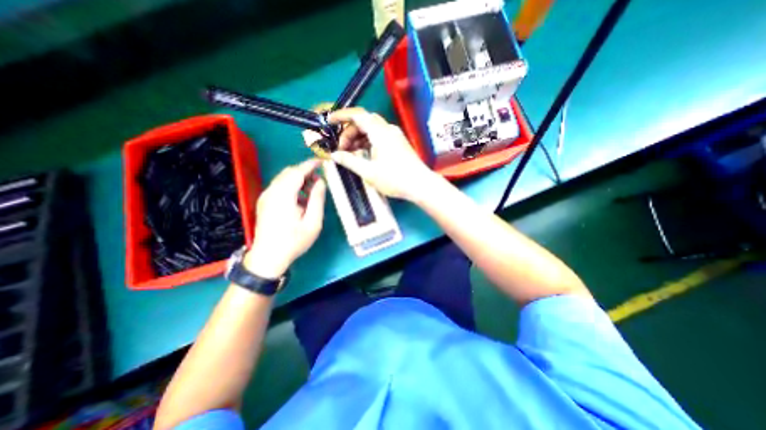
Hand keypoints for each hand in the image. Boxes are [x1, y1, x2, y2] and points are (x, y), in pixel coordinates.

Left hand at [245, 158, 324, 277]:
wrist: (268, 258)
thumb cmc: (293, 241)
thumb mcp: (313, 223)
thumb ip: (317, 199)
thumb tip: (321, 182)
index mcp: (283, 196)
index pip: (297, 172)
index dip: (310, 165)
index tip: (322, 161)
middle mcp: (271, 192)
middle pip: (288, 173)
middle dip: (305, 171)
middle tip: (320, 179)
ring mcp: (266, 197)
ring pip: (283, 179)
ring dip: (298, 179)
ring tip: (312, 190)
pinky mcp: (264, 202)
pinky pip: (279, 187)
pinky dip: (292, 186)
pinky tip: (300, 198)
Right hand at [327, 107, 435, 200]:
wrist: (420, 185)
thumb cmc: (395, 179)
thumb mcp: (369, 172)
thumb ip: (350, 161)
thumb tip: (334, 155)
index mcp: (380, 133)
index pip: (357, 115)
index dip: (341, 116)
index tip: (329, 122)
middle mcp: (388, 129)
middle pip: (364, 122)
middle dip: (349, 132)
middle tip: (341, 148)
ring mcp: (394, 136)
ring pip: (371, 129)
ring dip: (358, 138)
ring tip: (349, 153)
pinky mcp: (398, 143)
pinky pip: (379, 136)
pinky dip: (368, 142)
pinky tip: (362, 154)